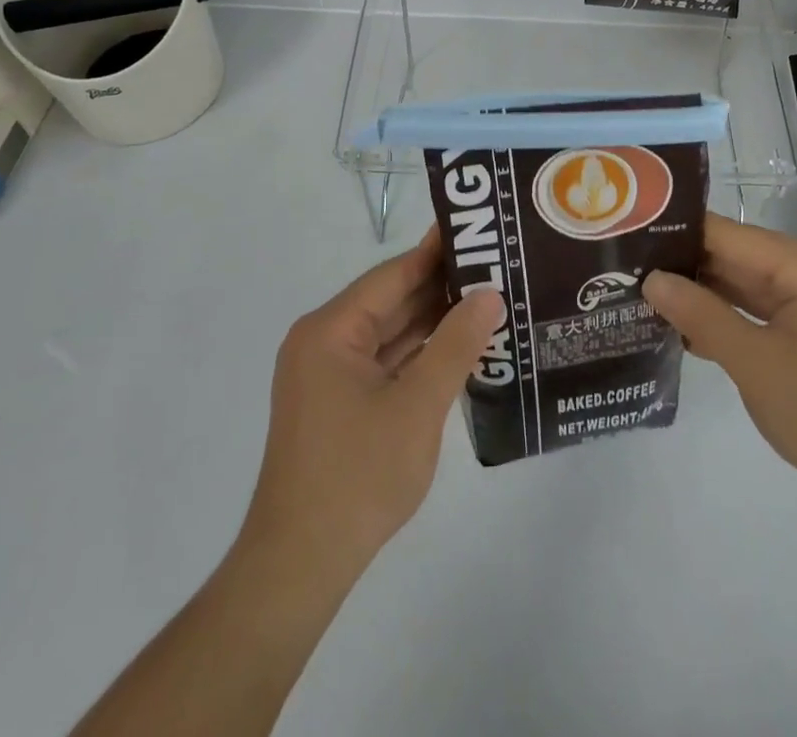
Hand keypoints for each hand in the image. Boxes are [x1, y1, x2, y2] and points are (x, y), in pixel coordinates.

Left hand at [241, 226, 503, 578]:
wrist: (301, 565)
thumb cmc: (358, 477)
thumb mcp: (417, 406)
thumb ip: (455, 345)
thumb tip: (489, 295)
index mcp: (331, 330)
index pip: (393, 275)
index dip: (436, 252)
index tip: (477, 230)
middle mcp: (323, 340)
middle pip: (390, 300)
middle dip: (440, 287)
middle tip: (495, 266)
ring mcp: (328, 373)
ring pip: (388, 332)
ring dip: (432, 321)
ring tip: (487, 299)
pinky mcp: (337, 401)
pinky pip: (383, 361)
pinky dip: (417, 353)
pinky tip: (458, 346)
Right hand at [642, 214, 796, 509]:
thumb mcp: (756, 366)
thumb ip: (700, 315)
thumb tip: (651, 280)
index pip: (727, 234)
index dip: (676, 234)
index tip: (627, 239)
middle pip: (738, 255)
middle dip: (686, 266)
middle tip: (627, 271)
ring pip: (750, 281)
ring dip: (706, 293)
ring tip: (646, 295)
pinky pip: (768, 306)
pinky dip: (733, 314)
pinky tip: (691, 325)